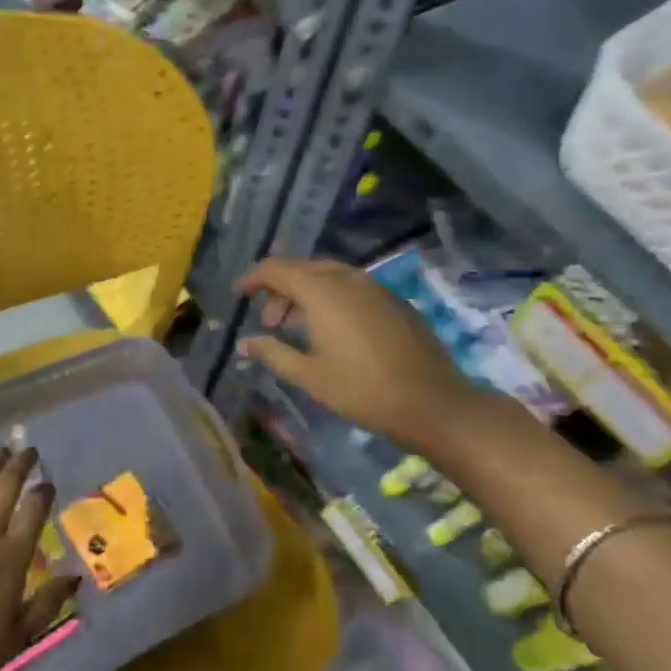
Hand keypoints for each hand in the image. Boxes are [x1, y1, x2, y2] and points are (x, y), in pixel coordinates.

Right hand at [237, 256, 477, 451]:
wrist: (431, 401)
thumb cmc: (362, 389)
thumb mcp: (309, 375)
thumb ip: (272, 353)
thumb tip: (244, 344)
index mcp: (322, 291)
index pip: (276, 269)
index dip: (253, 278)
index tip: (239, 295)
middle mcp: (347, 278)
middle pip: (302, 268)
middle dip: (279, 289)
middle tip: (269, 322)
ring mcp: (374, 287)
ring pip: (328, 276)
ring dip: (305, 293)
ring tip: (297, 328)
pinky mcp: (393, 300)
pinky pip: (351, 287)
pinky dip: (331, 298)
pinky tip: (331, 330)